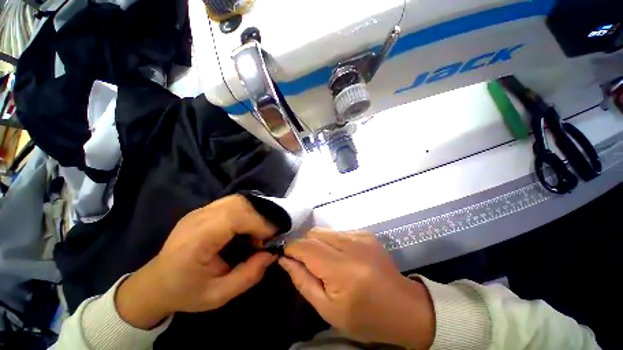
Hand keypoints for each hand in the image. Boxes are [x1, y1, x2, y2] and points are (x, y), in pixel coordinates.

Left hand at [115, 195, 277, 328]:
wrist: (156, 283)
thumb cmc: (186, 292)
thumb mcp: (219, 295)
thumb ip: (249, 275)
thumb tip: (272, 253)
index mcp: (196, 240)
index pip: (235, 217)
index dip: (259, 224)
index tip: (271, 239)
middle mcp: (197, 218)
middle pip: (238, 203)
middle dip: (259, 217)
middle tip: (265, 236)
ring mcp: (199, 211)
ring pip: (237, 200)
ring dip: (254, 213)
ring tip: (257, 232)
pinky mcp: (204, 210)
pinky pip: (232, 203)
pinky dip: (246, 211)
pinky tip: (246, 227)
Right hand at [279, 228, 434, 348]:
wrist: (403, 307)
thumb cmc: (365, 317)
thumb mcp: (327, 309)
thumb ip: (303, 281)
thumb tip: (284, 259)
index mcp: (343, 269)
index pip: (307, 246)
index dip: (292, 248)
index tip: (286, 257)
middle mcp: (352, 245)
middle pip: (315, 233)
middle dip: (304, 245)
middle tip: (306, 263)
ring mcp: (361, 235)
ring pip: (325, 230)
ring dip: (318, 243)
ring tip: (325, 262)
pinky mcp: (365, 233)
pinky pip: (338, 232)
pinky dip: (331, 241)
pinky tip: (340, 257)